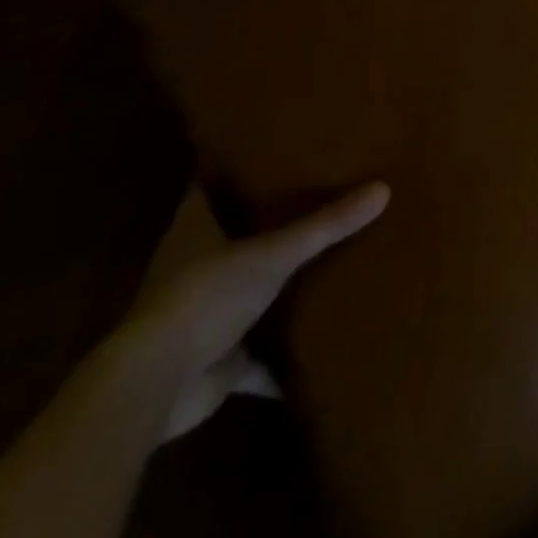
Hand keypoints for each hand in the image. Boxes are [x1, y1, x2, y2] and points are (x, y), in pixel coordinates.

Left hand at [118, 181, 390, 441]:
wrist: (154, 388)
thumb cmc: (203, 298)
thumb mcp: (273, 253)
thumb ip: (326, 225)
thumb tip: (384, 188)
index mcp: (194, 232)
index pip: (211, 187)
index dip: (237, 168)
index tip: (275, 150)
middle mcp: (194, 268)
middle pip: (234, 236)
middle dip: (269, 223)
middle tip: (320, 194)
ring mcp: (203, 317)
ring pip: (247, 291)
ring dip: (276, 285)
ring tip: (329, 258)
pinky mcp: (215, 361)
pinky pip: (257, 356)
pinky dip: (281, 357)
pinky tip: (317, 348)